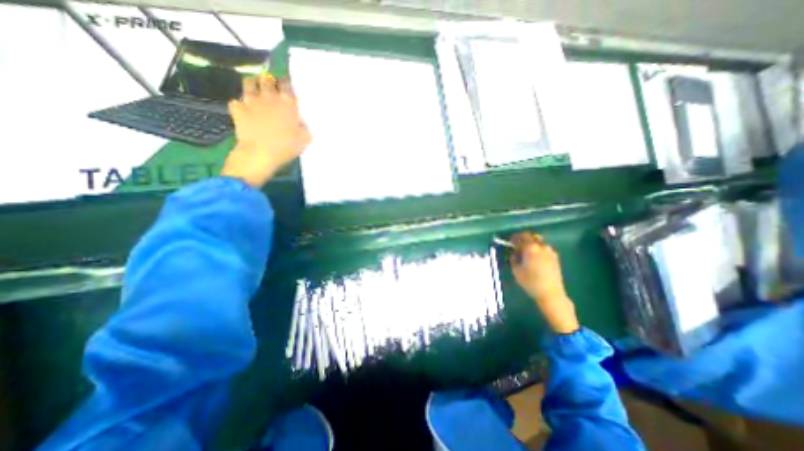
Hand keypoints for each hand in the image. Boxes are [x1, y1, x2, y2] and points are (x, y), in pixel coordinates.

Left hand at [221, 76, 311, 188]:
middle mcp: (269, 96)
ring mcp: (251, 100)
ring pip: (249, 82)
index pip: (287, 83)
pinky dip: (240, 105)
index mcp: (288, 103)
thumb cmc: (287, 147)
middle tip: (271, 85)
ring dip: (253, 84)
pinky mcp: (237, 108)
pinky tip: (244, 112)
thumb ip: (304, 126)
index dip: (286, 82)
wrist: (260, 153)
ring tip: (256, 91)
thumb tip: (300, 121)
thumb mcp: (305, 139)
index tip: (286, 84)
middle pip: (267, 79)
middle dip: (269, 80)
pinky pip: (237, 102)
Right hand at [512, 233, 580, 334]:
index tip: (509, 241)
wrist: (551, 293)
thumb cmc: (530, 282)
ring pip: (539, 242)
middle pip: (531, 237)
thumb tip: (515, 253)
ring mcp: (550, 252)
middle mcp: (541, 246)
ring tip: (526, 252)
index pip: (520, 237)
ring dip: (531, 244)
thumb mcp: (516, 270)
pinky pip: (544, 249)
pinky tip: (534, 258)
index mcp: (530, 247)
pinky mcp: (555, 258)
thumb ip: (514, 259)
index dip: (513, 238)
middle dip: (523, 239)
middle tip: (517, 245)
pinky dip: (538, 250)